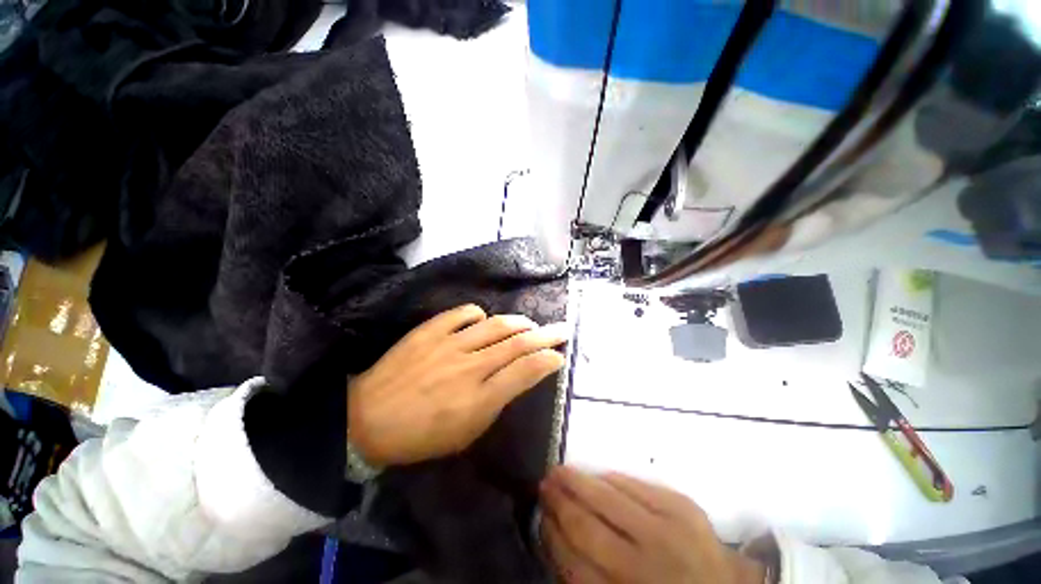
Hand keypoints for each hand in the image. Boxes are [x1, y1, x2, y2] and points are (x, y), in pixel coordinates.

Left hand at [348, 304, 567, 466]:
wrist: (367, 418)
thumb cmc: (420, 436)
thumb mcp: (466, 433)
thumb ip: (495, 402)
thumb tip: (516, 376)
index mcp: (479, 400)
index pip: (525, 372)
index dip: (547, 360)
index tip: (559, 356)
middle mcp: (469, 367)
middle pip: (517, 344)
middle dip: (546, 335)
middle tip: (562, 329)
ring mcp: (449, 344)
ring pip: (496, 325)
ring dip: (518, 322)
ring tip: (529, 324)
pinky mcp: (430, 330)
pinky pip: (464, 313)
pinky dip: (479, 314)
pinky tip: (483, 320)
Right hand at [539, 467, 765, 583]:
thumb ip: (590, 576)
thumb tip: (557, 536)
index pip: (573, 563)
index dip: (552, 536)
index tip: (540, 515)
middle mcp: (646, 566)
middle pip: (587, 527)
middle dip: (560, 502)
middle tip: (544, 484)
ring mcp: (669, 532)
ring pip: (608, 498)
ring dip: (578, 482)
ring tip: (560, 471)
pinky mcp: (684, 507)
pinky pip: (636, 485)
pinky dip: (611, 478)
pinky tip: (597, 476)